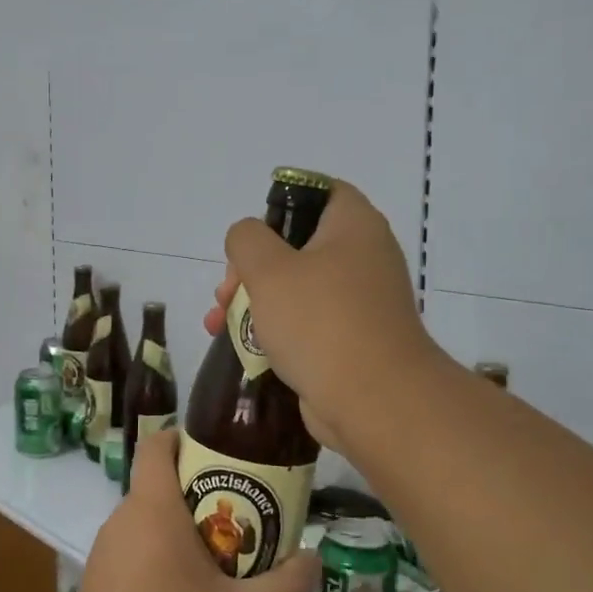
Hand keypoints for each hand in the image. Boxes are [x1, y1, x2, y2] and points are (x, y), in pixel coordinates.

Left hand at [62, 428, 321, 591]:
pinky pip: (137, 558)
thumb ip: (289, 585)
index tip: (224, 452)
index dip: (187, 437)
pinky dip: (164, 564)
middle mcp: (121, 523)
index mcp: (151, 510)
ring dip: (186, 536)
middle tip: (247, 521)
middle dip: (204, 496)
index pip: (158, 445)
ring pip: (150, 527)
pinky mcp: (98, 590)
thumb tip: (313, 558)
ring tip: (228, 568)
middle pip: (162, 488)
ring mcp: (104, 557)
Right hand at [202, 178, 437, 451]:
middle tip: (226, 292)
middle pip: (298, 245)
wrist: (373, 400)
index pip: (320, 192)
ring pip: (297, 288)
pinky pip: (307, 324)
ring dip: (255, 302)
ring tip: (218, 324)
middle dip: (251, 267)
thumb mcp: (268, 269)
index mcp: (354, 226)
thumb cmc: (320, 322)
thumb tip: (248, 238)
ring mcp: (361, 302)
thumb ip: (247, 239)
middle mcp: (364, 257)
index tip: (250, 236)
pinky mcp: (353, 341)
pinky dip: (276, 331)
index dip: (280, 204)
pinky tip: (242, 349)